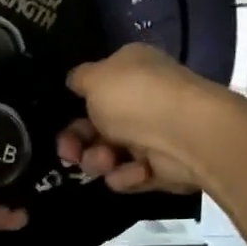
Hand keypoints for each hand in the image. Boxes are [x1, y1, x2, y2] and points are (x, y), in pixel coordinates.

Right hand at [57, 43, 237, 194]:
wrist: (187, 134)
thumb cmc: (135, 97)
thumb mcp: (94, 78)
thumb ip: (79, 79)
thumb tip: (75, 81)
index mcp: (131, 69)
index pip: (96, 88)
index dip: (73, 106)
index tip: (59, 121)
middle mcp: (142, 99)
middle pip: (96, 126)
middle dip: (78, 142)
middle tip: (68, 154)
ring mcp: (153, 133)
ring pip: (109, 153)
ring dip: (99, 160)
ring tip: (105, 161)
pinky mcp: (161, 167)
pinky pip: (130, 175)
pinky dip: (127, 176)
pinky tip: (135, 171)